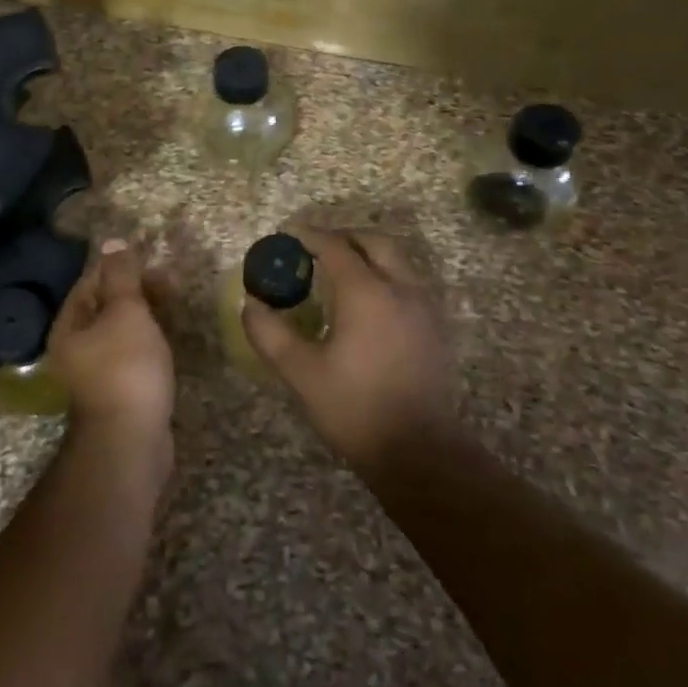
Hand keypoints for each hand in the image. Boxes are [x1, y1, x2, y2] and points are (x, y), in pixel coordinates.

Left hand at [48, 239, 174, 453]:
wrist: (132, 441)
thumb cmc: (126, 368)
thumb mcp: (126, 313)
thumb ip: (121, 277)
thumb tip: (112, 241)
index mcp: (69, 326)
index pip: (89, 282)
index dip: (118, 265)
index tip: (149, 257)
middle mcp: (75, 348)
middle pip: (104, 307)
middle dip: (135, 290)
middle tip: (169, 281)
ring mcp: (96, 372)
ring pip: (120, 331)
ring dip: (144, 314)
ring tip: (174, 303)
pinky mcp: (118, 391)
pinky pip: (131, 354)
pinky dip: (148, 340)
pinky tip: (167, 337)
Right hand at [241, 226, 453, 469]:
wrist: (418, 450)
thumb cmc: (354, 408)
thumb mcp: (300, 372)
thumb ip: (269, 333)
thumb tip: (252, 304)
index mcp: (366, 293)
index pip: (335, 247)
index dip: (309, 236)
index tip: (287, 236)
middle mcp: (401, 288)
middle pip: (374, 243)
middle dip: (343, 238)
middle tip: (316, 250)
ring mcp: (424, 307)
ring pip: (397, 261)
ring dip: (367, 256)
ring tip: (339, 274)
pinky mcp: (435, 327)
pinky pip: (408, 283)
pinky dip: (385, 276)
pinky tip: (367, 305)